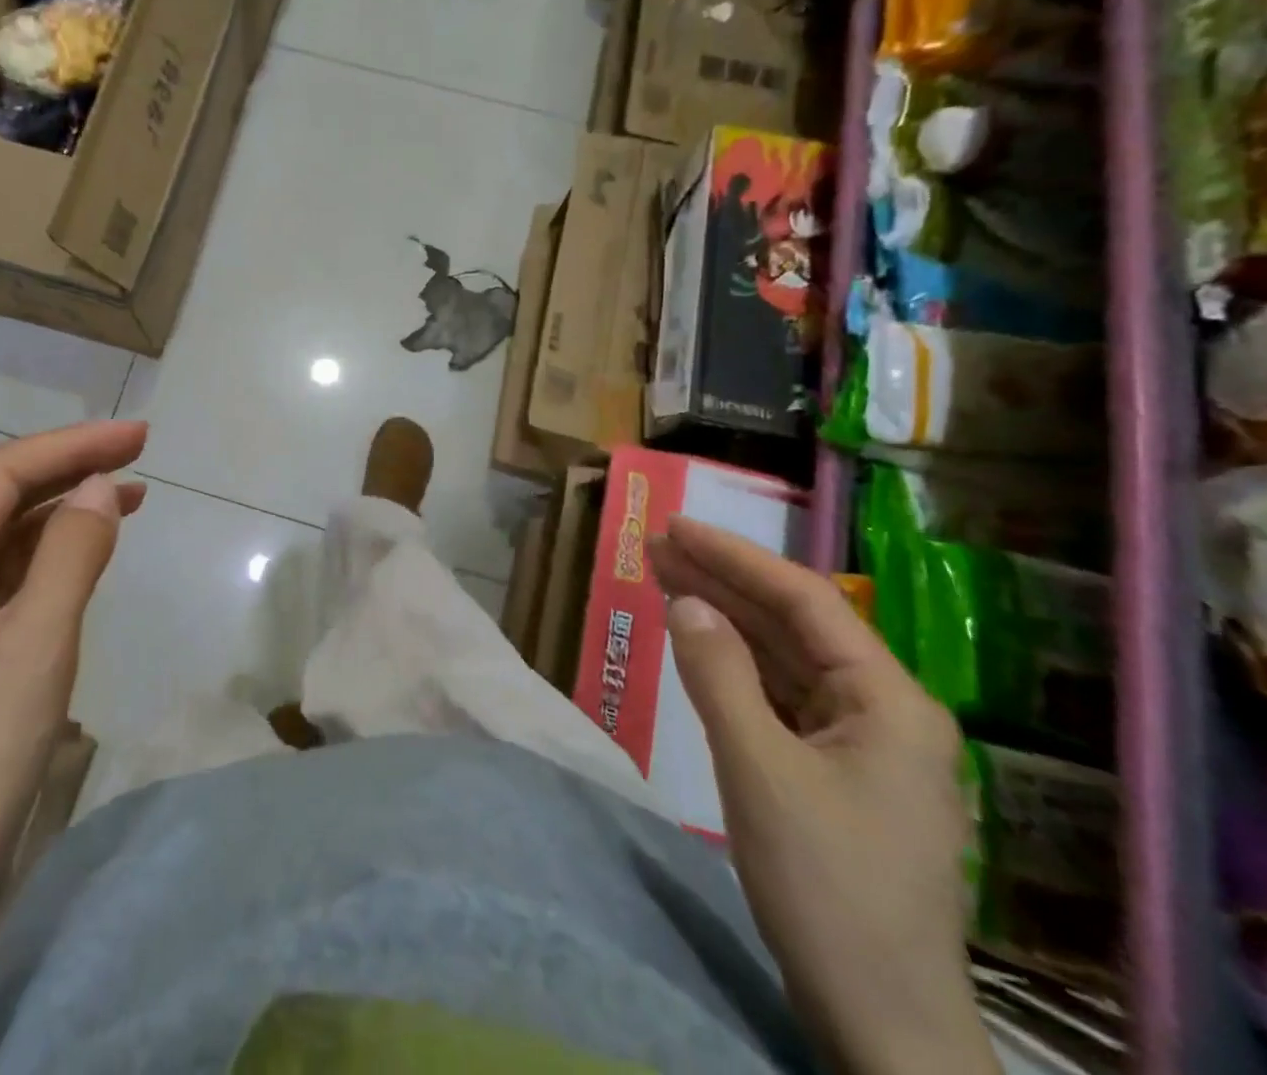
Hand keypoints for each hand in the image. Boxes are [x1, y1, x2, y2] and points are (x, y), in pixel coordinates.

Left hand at [0, 423, 146, 1074]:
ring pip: (12, 533)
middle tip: (140, 450)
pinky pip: (17, 572)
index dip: (72, 445)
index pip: (3, 473)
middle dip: (72, 466)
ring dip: (69, 506)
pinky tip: (95, 547)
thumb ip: (71, 553)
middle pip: (4, 495)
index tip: (138, 437)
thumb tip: (103, 485)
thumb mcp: (38, 642)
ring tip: (132, 491)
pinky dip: (60, 550)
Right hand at [650, 518, 997, 1074]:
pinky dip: (737, 667)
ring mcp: (863, 744)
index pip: (805, 602)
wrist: (880, 1020)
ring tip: (665, 578)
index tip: (676, 526)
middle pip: (794, 625)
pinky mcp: (836, 772)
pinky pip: (781, 698)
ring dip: (727, 620)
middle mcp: (884, 711)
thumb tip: (686, 602)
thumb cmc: (826, 885)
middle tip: (657, 545)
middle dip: (724, 582)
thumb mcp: (759, 770)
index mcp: (889, 702)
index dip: (736, 557)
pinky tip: (700, 646)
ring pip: (785, 660)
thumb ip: (719, 676)